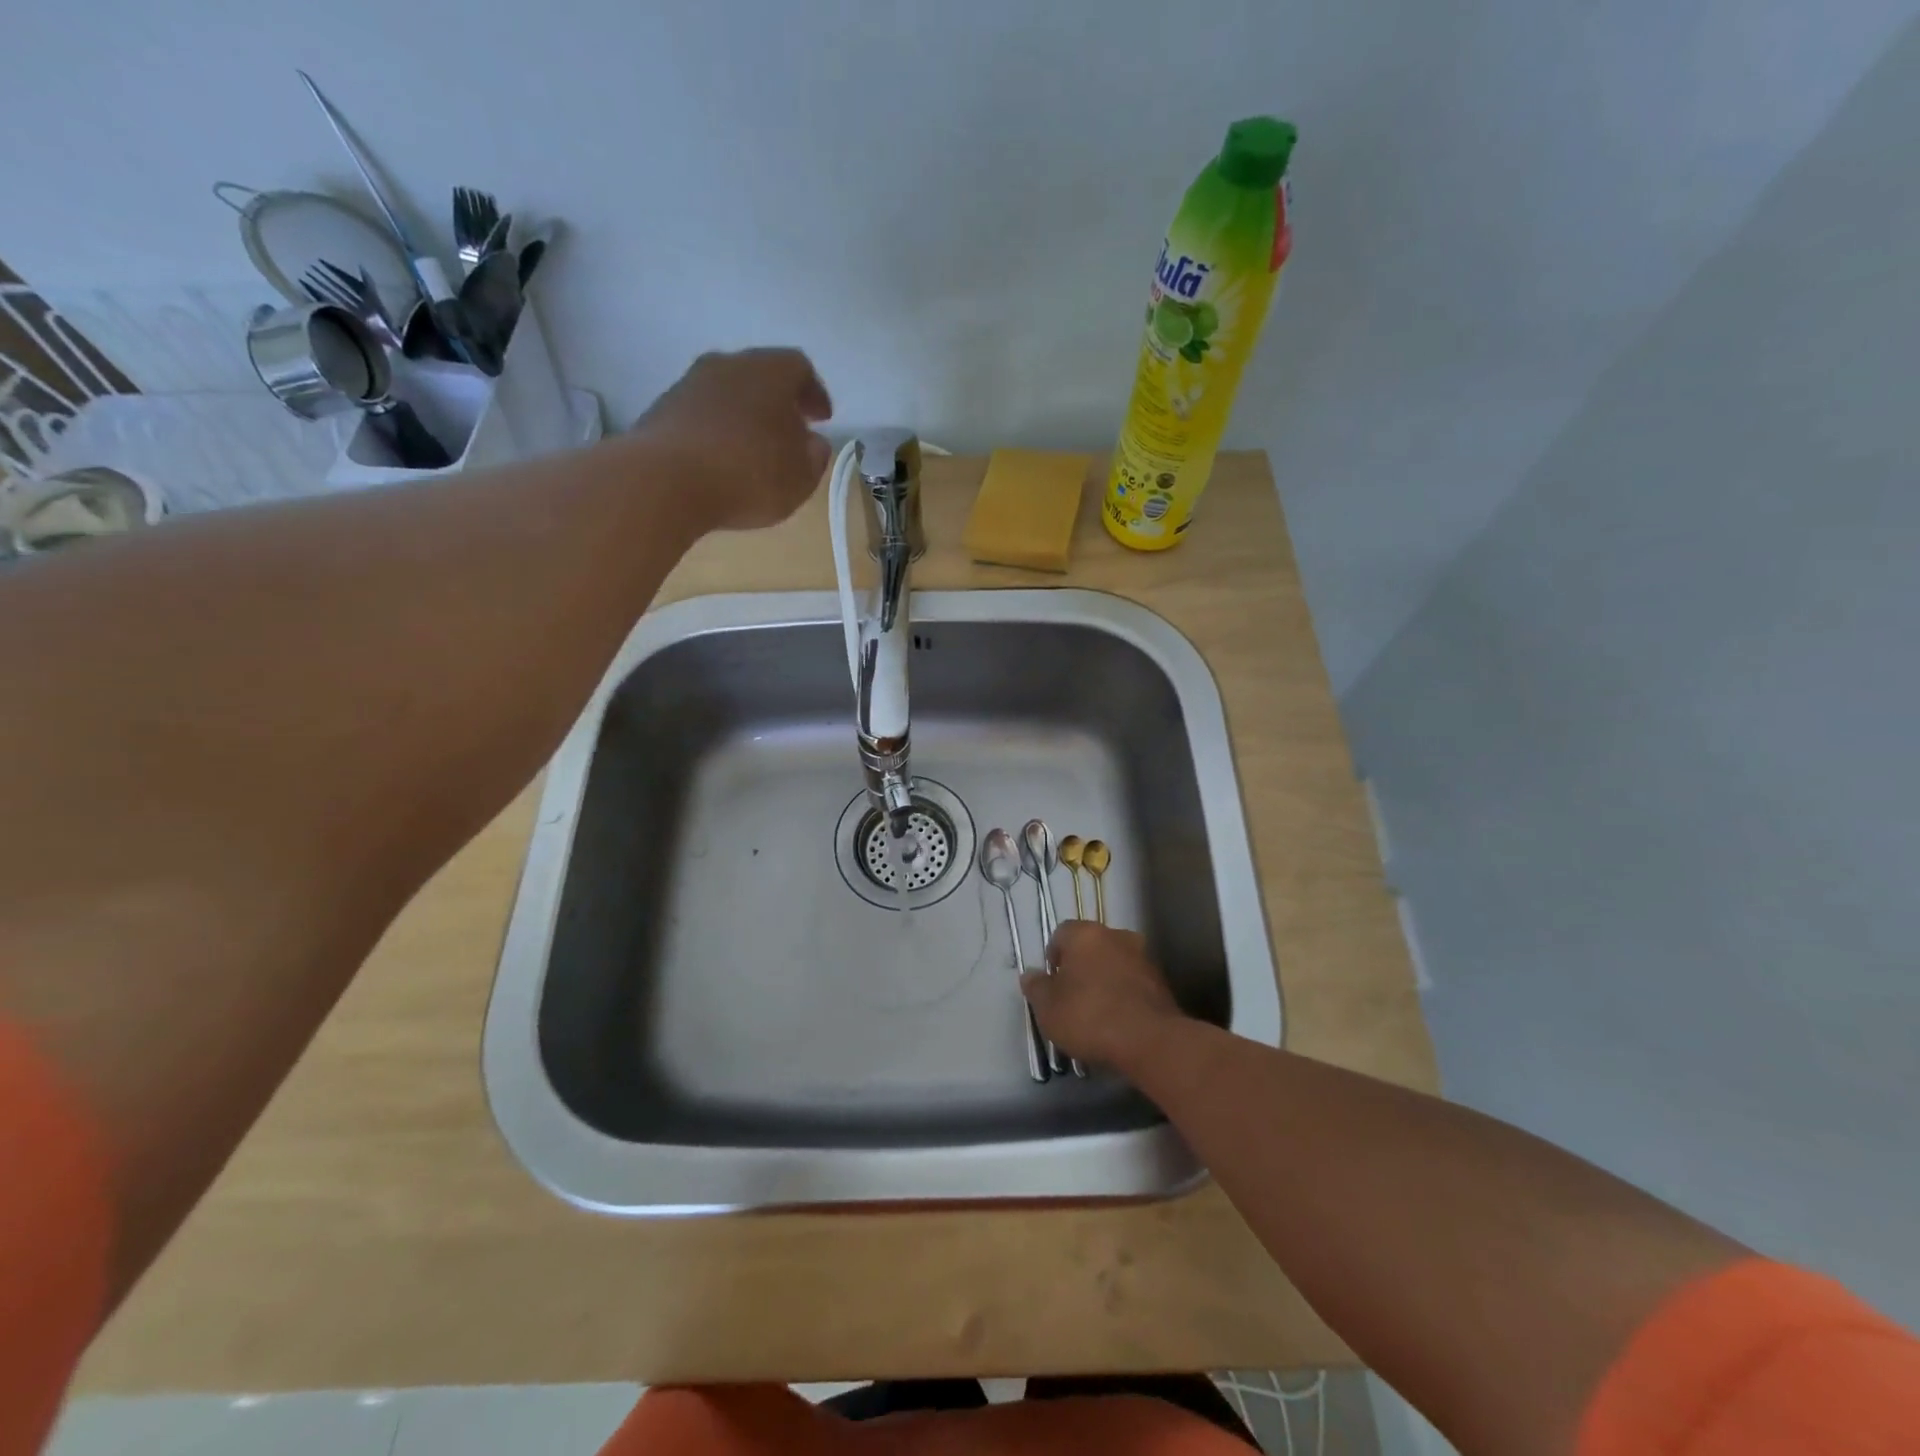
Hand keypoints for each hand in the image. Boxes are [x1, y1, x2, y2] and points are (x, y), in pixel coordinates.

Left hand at [634, 348, 833, 530]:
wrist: (666, 481)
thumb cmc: (749, 473)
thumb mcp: (801, 475)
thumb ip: (814, 456)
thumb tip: (812, 442)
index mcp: (769, 371)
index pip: (799, 368)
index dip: (814, 393)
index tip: (821, 419)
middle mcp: (727, 364)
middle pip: (759, 375)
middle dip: (777, 403)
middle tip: (789, 432)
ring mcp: (689, 384)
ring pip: (727, 394)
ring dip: (744, 417)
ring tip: (753, 451)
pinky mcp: (662, 410)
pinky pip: (701, 416)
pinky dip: (716, 433)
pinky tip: (720, 463)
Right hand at [1022, 921, 1185, 1073]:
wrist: (1150, 1041)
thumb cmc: (1089, 1016)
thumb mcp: (1048, 1008)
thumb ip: (1036, 987)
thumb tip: (1031, 975)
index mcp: (1085, 934)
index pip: (1061, 934)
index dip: (1053, 957)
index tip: (1052, 983)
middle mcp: (1116, 936)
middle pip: (1090, 946)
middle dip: (1080, 966)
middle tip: (1071, 997)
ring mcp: (1142, 957)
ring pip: (1114, 963)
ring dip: (1104, 979)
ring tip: (1096, 1013)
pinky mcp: (1161, 982)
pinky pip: (1133, 982)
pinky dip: (1124, 995)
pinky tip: (1118, 1021)